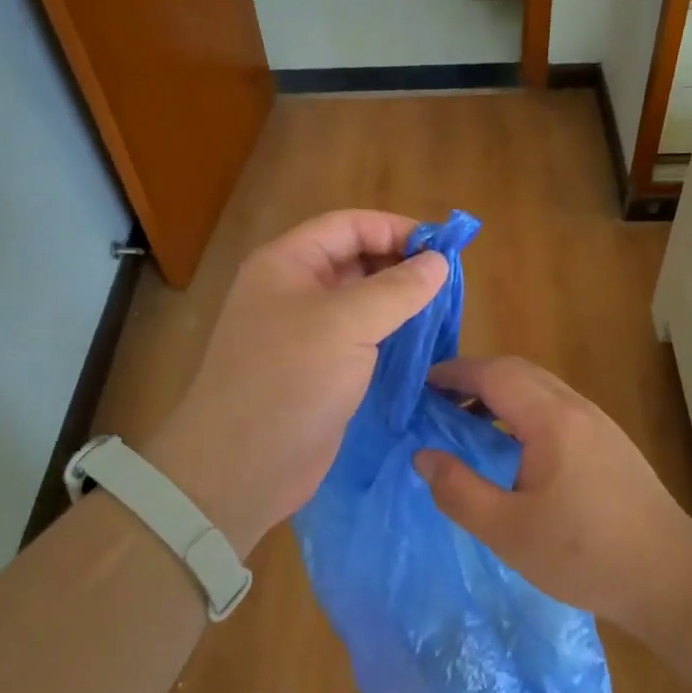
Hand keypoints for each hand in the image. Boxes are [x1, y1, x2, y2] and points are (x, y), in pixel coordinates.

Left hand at [144, 211, 447, 554]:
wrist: (243, 467)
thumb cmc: (290, 381)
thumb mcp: (346, 324)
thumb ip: (397, 288)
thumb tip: (438, 262)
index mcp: (287, 264)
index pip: (348, 226)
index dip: (395, 229)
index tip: (443, 248)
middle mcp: (294, 291)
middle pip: (355, 260)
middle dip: (401, 265)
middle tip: (448, 283)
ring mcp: (305, 333)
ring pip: (361, 301)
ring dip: (400, 302)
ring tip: (443, 311)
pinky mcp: (319, 370)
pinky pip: (361, 339)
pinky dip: (391, 335)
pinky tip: (423, 344)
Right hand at [413, 357, 691, 628]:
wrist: (669, 576)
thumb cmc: (584, 554)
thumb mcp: (507, 531)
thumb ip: (458, 491)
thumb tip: (424, 456)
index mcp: (551, 420)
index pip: (494, 374)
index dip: (453, 373)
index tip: (420, 386)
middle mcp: (577, 408)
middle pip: (518, 371)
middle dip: (474, 378)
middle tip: (437, 403)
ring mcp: (599, 423)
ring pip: (540, 387)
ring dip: (500, 394)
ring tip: (467, 424)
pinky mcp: (610, 442)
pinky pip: (557, 407)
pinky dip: (523, 411)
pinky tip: (512, 447)